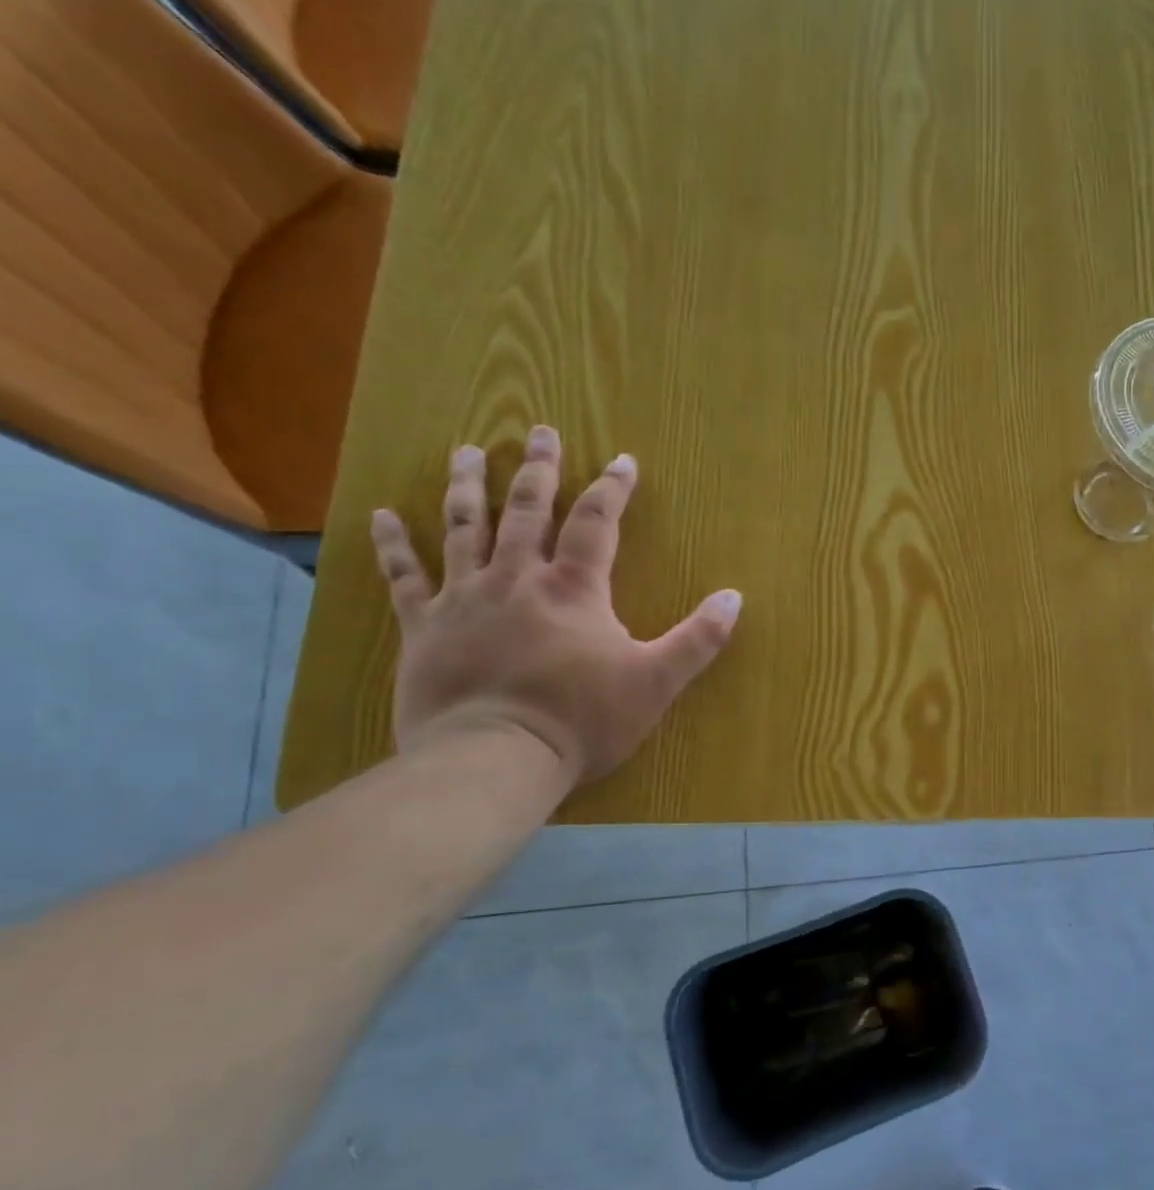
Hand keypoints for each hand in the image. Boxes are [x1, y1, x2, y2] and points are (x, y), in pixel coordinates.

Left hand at [369, 426, 740, 788]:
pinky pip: (404, 577)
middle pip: (527, 510)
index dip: (611, 488)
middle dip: (537, 468)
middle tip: (539, 430)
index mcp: (574, 589)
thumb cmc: (583, 719)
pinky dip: (393, 545)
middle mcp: (517, 579)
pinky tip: (383, 516)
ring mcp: (464, 599)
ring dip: (468, 486)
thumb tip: (734, 597)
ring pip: (464, 528)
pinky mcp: (424, 628)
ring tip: (467, 450)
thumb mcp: (657, 681)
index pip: (597, 522)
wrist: (496, 758)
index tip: (621, 459)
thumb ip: (698, 638)